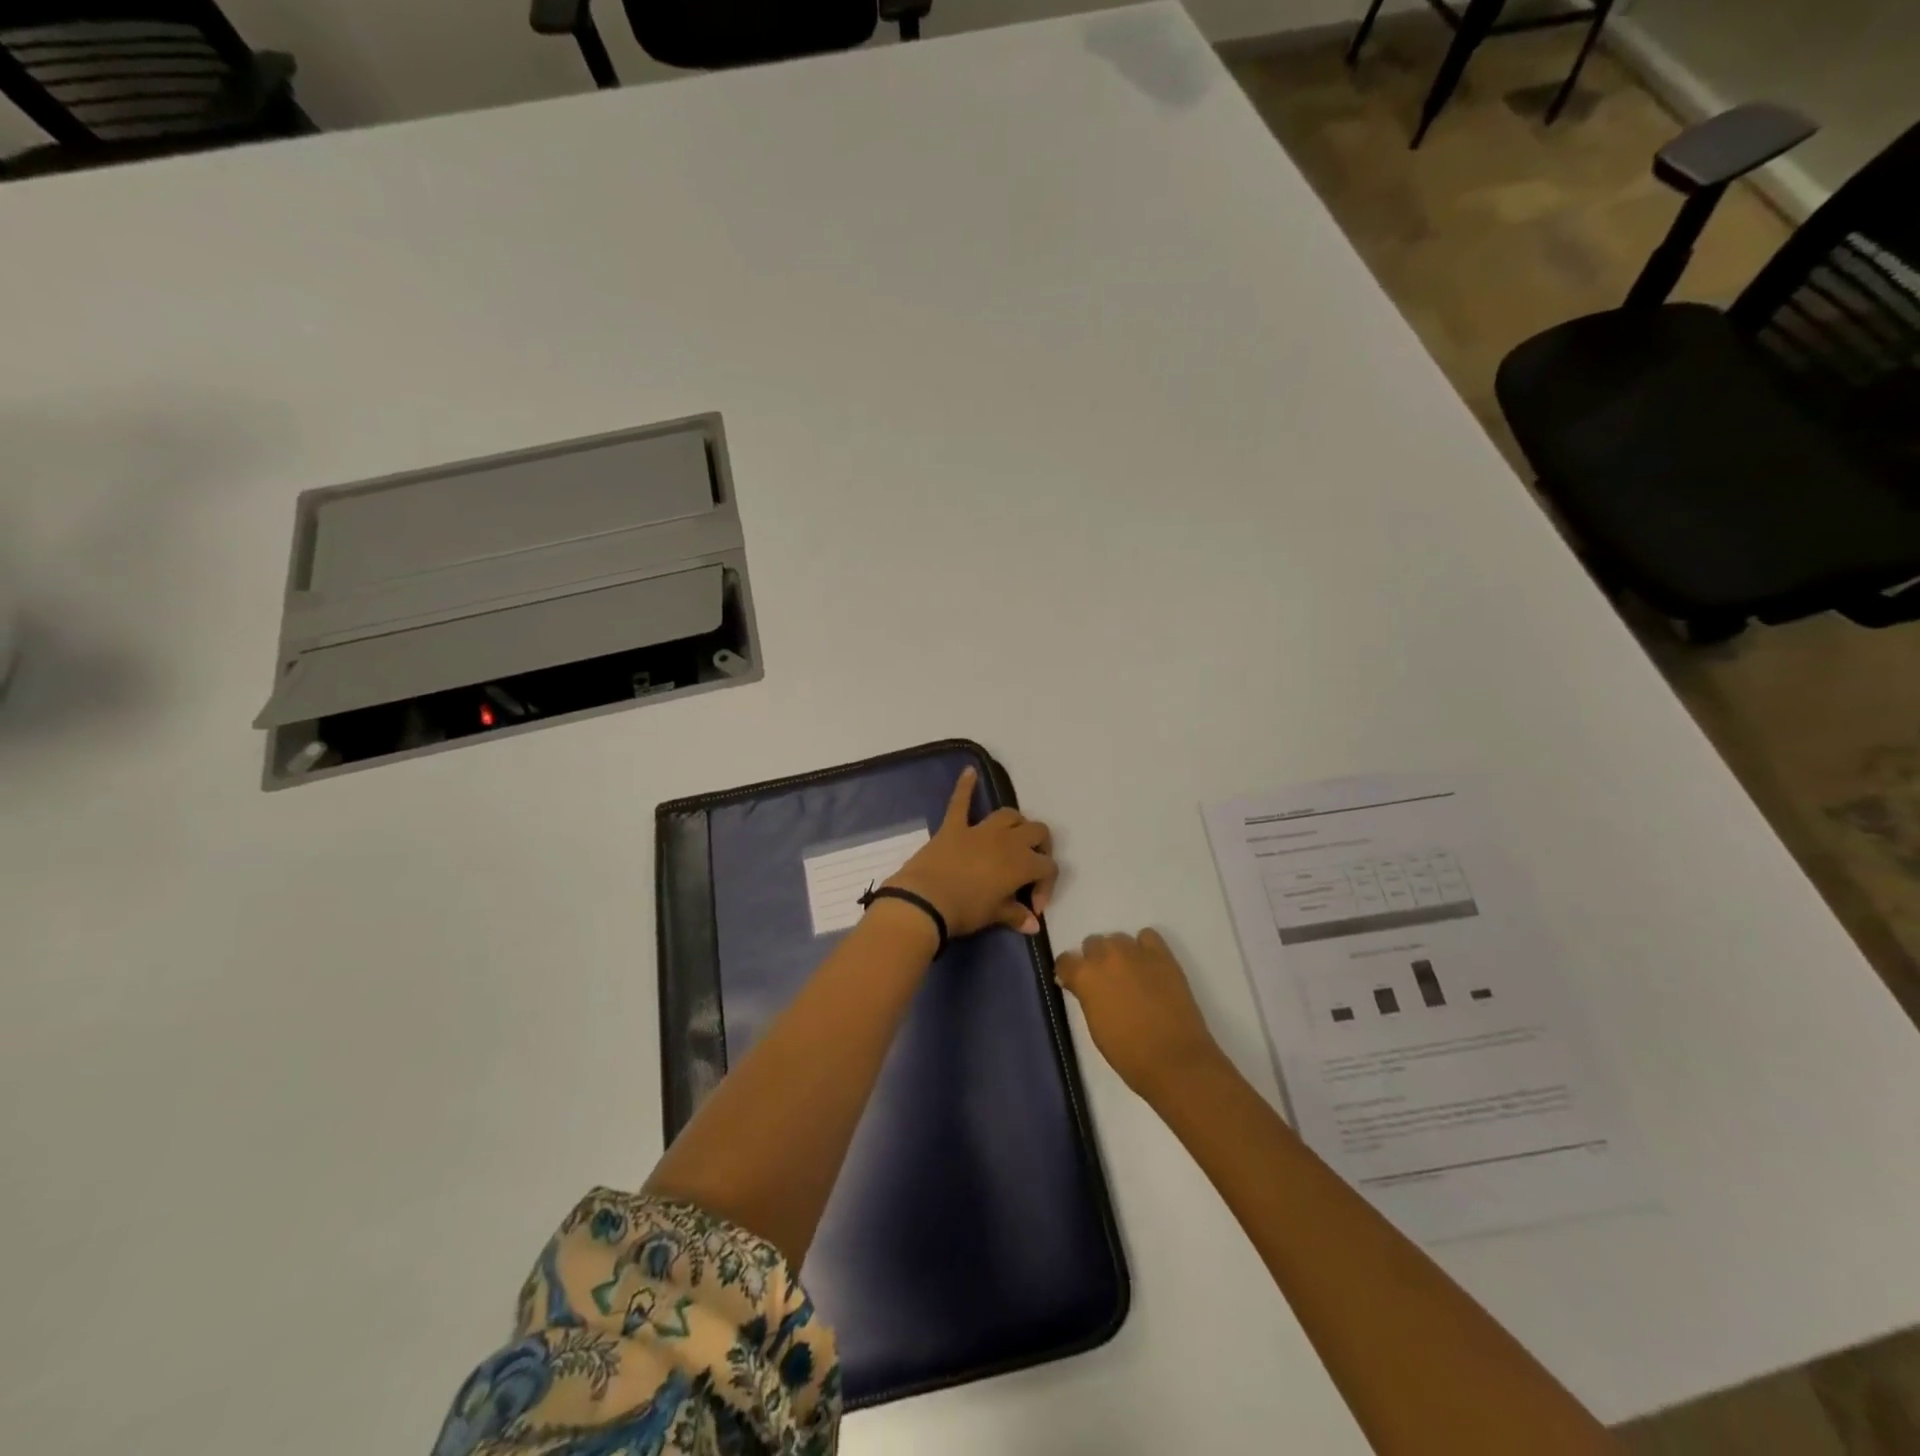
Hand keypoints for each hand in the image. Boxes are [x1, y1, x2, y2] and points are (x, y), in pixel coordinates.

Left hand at [887, 767, 1056, 937]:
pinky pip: (960, 801)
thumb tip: (1033, 925)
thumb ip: (1016, 915)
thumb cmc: (965, 911)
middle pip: (1036, 832)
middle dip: (1039, 848)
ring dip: (1016, 824)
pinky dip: (965, 786)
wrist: (925, 901)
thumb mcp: (994, 916)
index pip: (1048, 867)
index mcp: (1022, 863)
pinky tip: (969, 771)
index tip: (1031, 907)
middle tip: (1030, 868)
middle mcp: (1007, 840)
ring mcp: (979, 830)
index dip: (1046, 887)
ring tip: (1013, 838)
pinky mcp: (953, 826)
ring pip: (1009, 815)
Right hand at [1054, 929, 1222, 1097]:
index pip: (1065, 960)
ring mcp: (1136, 952)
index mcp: (1085, 976)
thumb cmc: (1128, 1053)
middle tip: (1105, 981)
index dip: (1068, 972)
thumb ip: (1085, 997)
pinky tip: (1147, 965)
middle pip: (1092, 943)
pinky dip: (1144, 946)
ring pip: (1117, 938)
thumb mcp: (1095, 1026)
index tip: (1074, 983)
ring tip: (1129, 974)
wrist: (1174, 1059)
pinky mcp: (1162, 955)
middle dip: (1094, 960)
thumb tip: (1079, 986)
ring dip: (1117, 953)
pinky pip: (1147, 936)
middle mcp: (1107, 956)